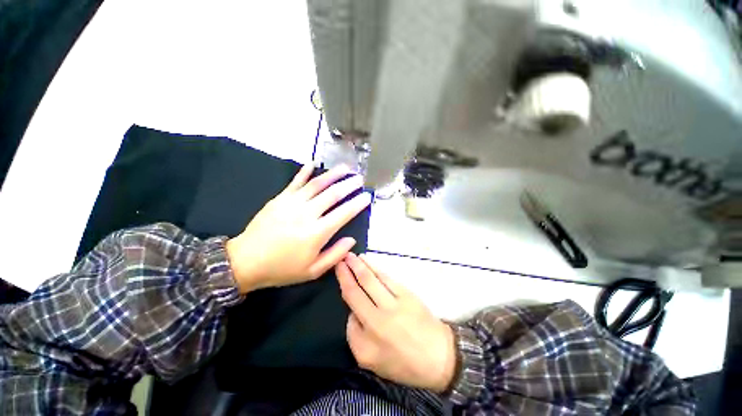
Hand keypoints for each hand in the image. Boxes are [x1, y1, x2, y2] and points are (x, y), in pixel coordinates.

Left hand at [226, 164, 370, 293]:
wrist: (245, 262)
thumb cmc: (282, 269)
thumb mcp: (312, 271)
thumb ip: (335, 255)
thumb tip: (352, 240)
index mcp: (317, 233)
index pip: (344, 213)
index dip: (358, 203)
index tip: (367, 196)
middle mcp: (307, 214)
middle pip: (333, 194)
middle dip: (349, 185)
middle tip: (360, 179)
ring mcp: (292, 203)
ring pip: (317, 184)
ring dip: (333, 174)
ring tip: (345, 167)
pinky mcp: (280, 199)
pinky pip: (295, 182)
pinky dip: (304, 172)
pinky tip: (313, 163)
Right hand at [336, 253, 456, 392]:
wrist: (439, 357)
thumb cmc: (404, 363)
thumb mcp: (372, 362)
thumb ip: (356, 336)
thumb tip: (353, 311)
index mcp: (367, 341)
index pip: (349, 307)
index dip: (344, 285)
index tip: (339, 271)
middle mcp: (377, 321)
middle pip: (357, 290)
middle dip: (347, 272)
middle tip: (341, 259)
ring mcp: (393, 305)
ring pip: (371, 280)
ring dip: (359, 266)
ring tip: (351, 256)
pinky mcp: (407, 295)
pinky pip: (386, 278)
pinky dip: (375, 268)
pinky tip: (368, 262)